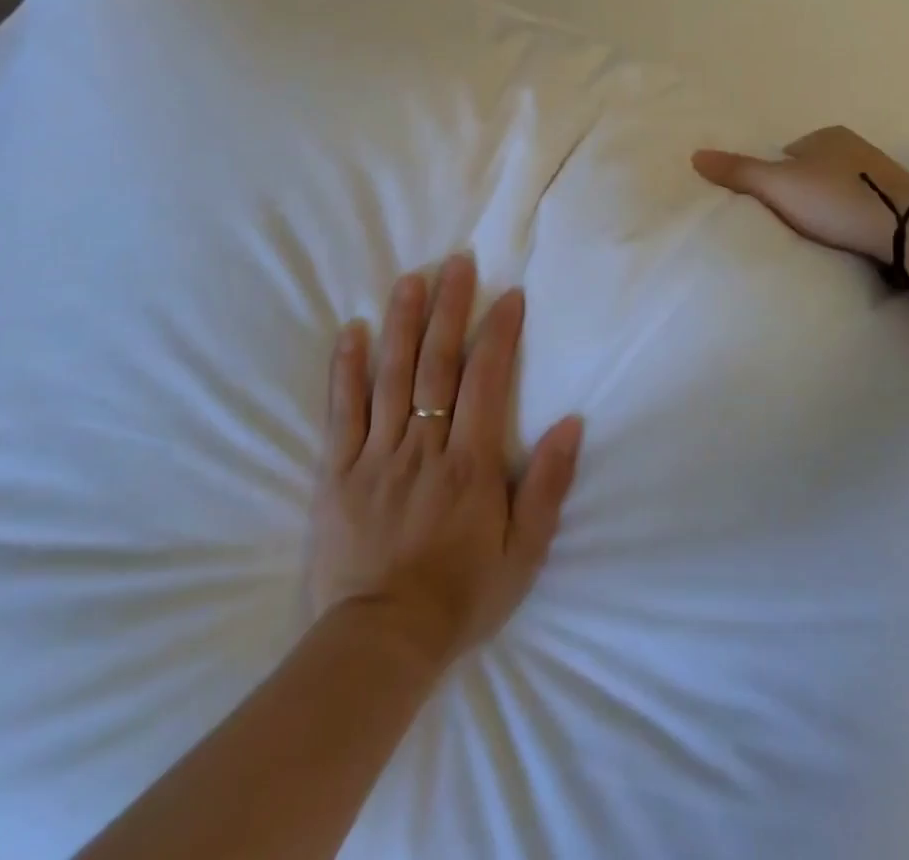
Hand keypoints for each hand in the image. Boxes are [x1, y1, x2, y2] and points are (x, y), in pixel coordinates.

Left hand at [311, 254, 583, 670]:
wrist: (381, 645)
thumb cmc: (462, 596)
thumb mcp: (525, 552)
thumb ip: (548, 485)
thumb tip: (571, 423)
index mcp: (469, 464)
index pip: (486, 381)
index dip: (499, 333)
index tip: (509, 294)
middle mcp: (424, 447)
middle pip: (437, 365)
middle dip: (450, 309)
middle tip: (456, 263)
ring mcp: (376, 457)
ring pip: (390, 376)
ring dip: (402, 324)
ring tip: (410, 279)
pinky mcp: (337, 473)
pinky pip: (342, 412)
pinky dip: (346, 370)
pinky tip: (352, 331)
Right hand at [692, 126, 908, 262]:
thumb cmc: (838, 198)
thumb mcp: (779, 185)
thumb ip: (738, 173)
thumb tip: (695, 155)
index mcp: (826, 136)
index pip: (787, 153)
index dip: (773, 177)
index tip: (767, 204)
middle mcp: (855, 148)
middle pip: (813, 171)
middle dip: (801, 192)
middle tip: (787, 221)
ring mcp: (880, 175)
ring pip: (839, 190)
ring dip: (826, 207)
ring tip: (815, 234)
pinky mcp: (898, 202)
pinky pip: (860, 208)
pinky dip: (848, 220)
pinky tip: (844, 238)